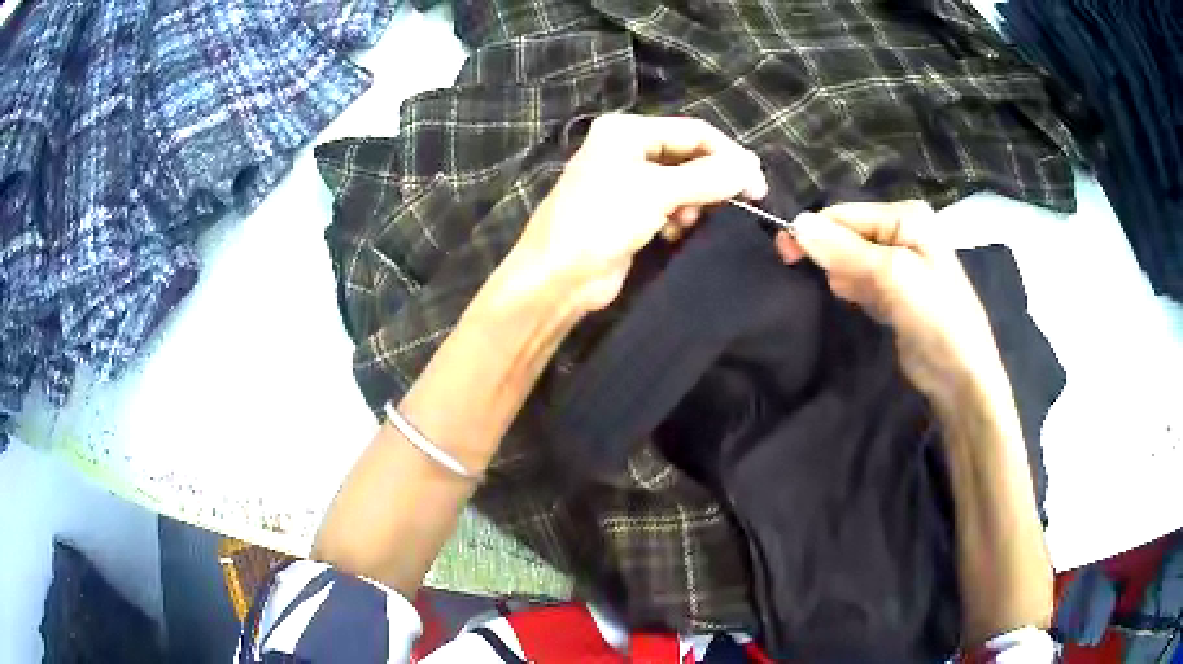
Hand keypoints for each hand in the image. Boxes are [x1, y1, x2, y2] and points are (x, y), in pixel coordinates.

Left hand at [512, 114, 767, 312]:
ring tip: (690, 220)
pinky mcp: (629, 212)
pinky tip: (675, 232)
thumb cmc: (601, 222)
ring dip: (695, 201)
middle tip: (741, 202)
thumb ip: (708, 178)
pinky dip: (679, 217)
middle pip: (688, 155)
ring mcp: (627, 181)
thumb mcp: (658, 192)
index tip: (757, 184)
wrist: (558, 276)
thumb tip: (751, 168)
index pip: (693, 131)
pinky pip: (669, 205)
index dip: (729, 155)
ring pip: (682, 182)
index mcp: (626, 131)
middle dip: (712, 179)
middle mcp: (626, 149)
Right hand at [774, 201, 1006, 399]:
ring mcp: (900, 264)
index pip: (844, 214)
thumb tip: (795, 223)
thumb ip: (844, 249)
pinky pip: (862, 282)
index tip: (784, 256)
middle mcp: (902, 233)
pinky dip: (856, 292)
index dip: (814, 232)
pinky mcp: (895, 293)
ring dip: (844, 279)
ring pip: (851, 261)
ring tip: (860, 300)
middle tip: (834, 286)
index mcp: (905, 216)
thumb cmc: (934, 316)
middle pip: (846, 236)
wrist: (960, 374)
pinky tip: (866, 307)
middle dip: (833, 258)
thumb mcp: (891, 276)